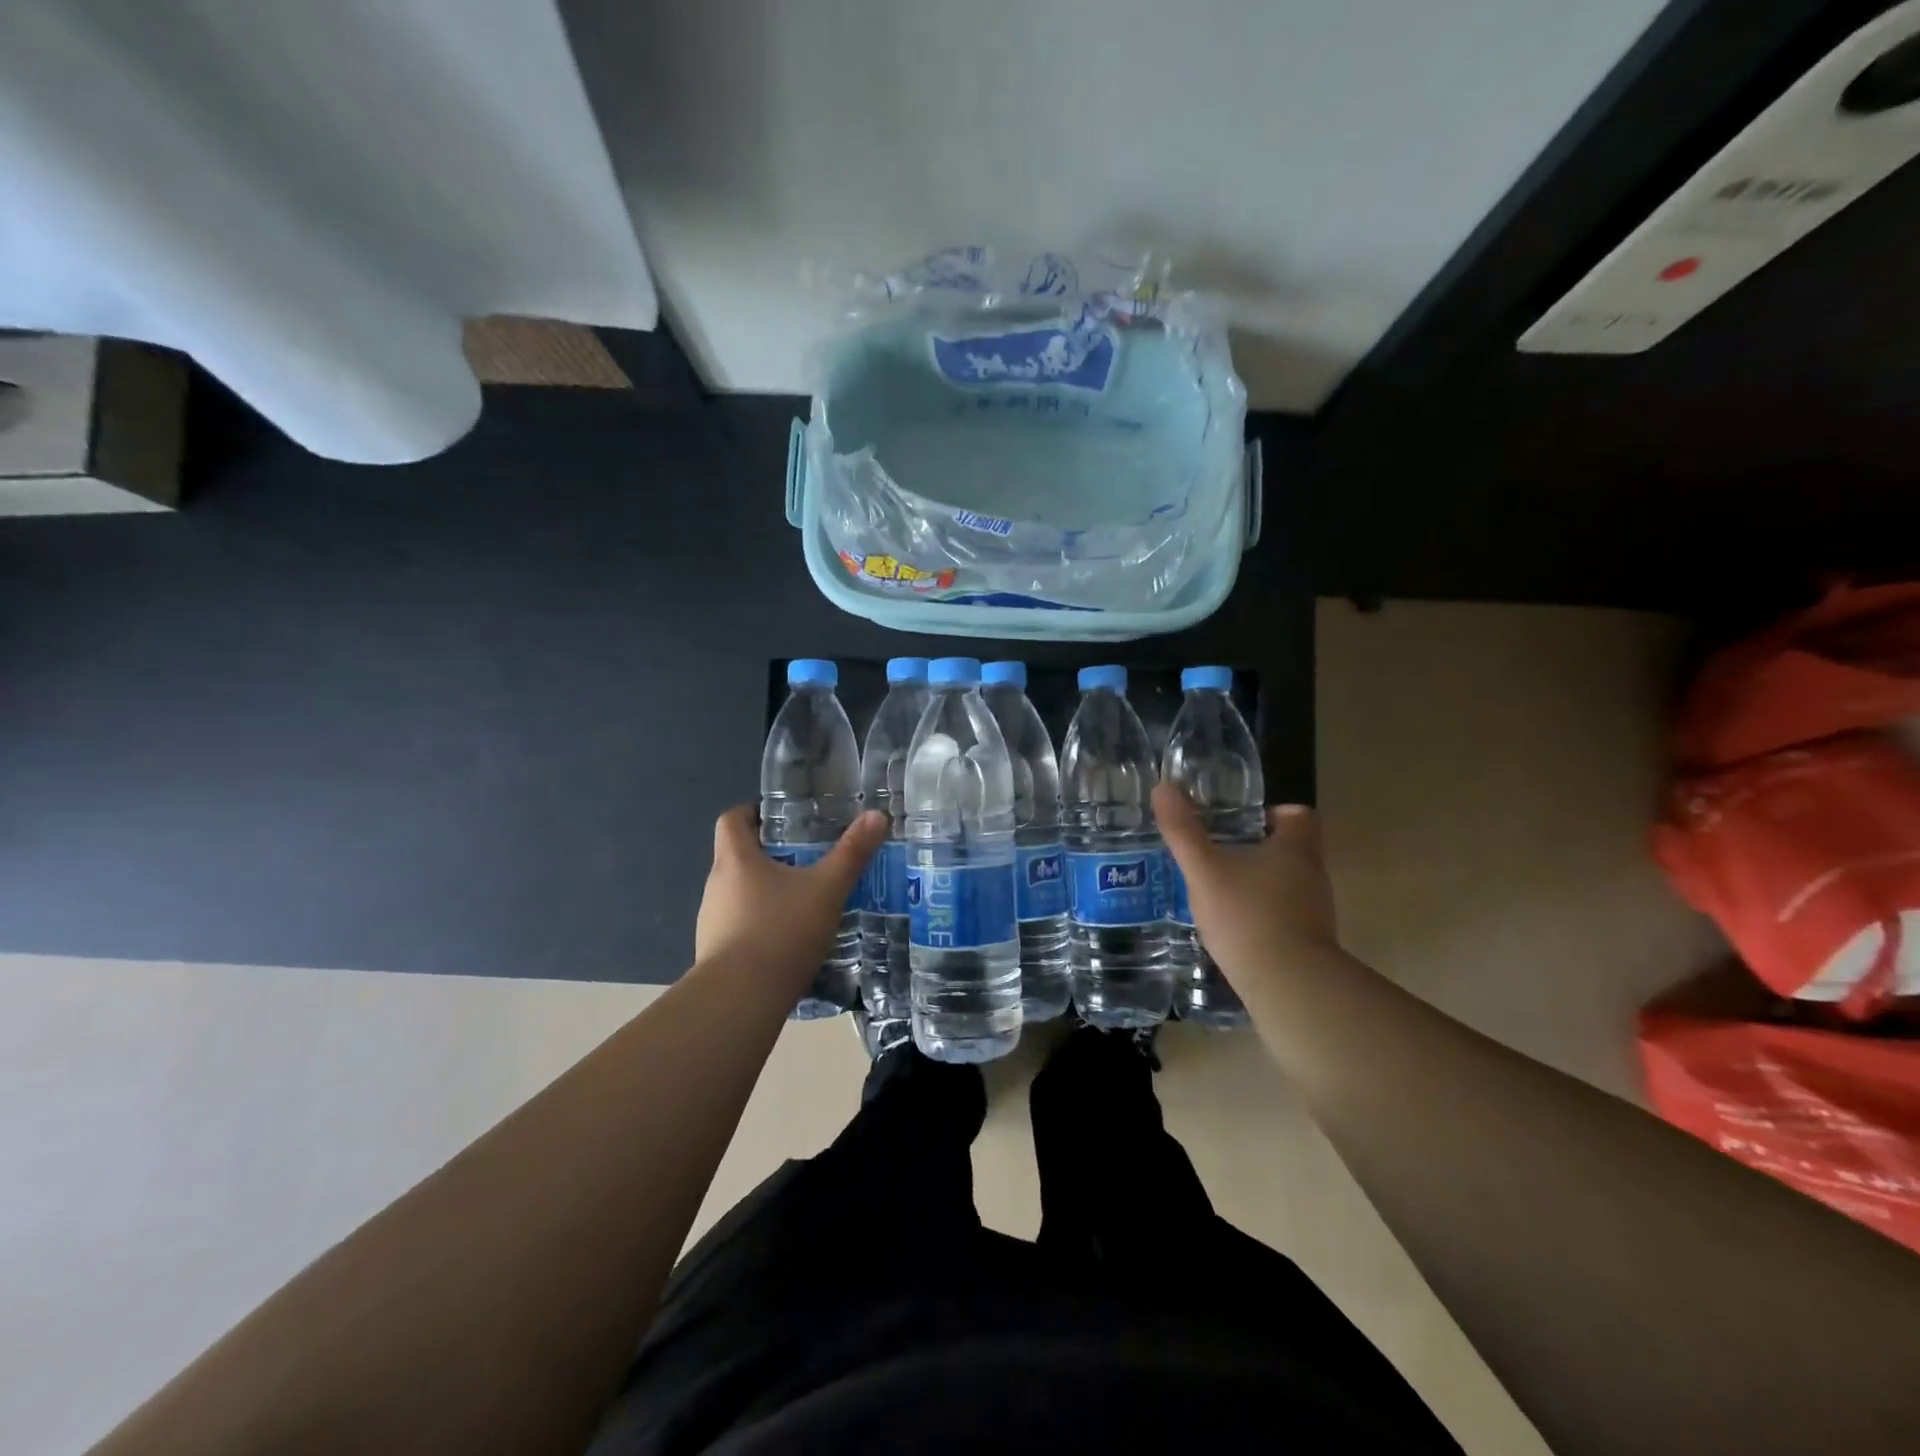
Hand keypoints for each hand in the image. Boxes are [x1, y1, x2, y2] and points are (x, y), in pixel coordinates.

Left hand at [695, 804, 887, 976]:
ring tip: (804, 901)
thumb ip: (852, 853)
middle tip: (808, 859)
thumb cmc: (781, 931)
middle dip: (770, 855)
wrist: (741, 999)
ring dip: (766, 893)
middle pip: (738, 857)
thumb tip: (877, 815)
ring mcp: (711, 922)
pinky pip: (739, 927)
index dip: (753, 812)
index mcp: (735, 860)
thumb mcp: (826, 889)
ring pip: (739, 894)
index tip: (782, 818)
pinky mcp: (715, 954)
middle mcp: (716, 886)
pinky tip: (790, 941)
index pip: (732, 820)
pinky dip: (761, 925)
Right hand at [1152, 783, 1339, 988]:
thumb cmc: (1247, 916)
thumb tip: (1163, 786)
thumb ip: (1183, 831)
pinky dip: (1262, 913)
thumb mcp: (1204, 870)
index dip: (1273, 812)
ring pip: (1286, 883)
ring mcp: (1315, 911)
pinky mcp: (1309, 943)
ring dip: (1258, 882)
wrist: (1287, 986)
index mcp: (1296, 848)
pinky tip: (1232, 925)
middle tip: (1219, 851)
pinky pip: (1285, 915)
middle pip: (1291, 849)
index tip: (1241, 821)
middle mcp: (1313, 875)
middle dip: (1257, 847)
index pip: (1299, 814)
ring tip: (1219, 888)